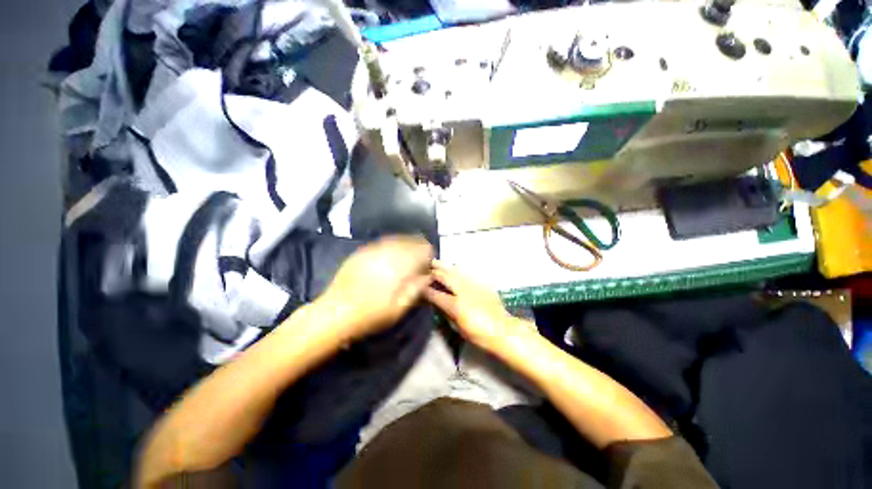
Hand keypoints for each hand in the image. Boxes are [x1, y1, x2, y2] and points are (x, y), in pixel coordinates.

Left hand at [317, 235, 433, 340]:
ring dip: (406, 244)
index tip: (429, 262)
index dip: (428, 254)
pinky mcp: (361, 252)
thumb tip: (428, 275)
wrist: (335, 313)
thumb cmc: (371, 315)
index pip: (421, 251)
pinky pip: (382, 242)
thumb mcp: (399, 308)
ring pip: (396, 240)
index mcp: (398, 267)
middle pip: (410, 242)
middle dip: (418, 247)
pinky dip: (392, 245)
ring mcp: (372, 250)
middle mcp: (387, 253)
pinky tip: (392, 253)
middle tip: (421, 258)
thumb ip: (416, 289)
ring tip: (409, 254)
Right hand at [425, 260, 534, 352]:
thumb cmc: (479, 334)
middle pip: (446, 277)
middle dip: (434, 271)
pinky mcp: (482, 284)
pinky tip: (454, 267)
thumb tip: (437, 303)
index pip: (435, 294)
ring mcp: (474, 285)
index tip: (419, 285)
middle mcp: (463, 292)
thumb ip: (446, 314)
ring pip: (456, 272)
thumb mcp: (459, 328)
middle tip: (426, 266)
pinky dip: (458, 270)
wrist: (503, 330)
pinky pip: (467, 274)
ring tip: (436, 261)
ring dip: (445, 266)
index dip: (425, 290)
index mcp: (456, 305)